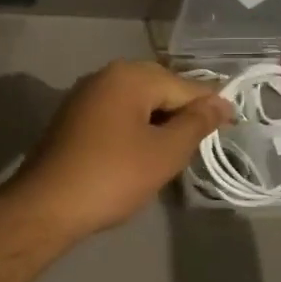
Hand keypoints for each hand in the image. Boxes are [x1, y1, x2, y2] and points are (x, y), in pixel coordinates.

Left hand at [7, 61, 231, 238]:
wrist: (46, 205)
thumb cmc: (113, 176)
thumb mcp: (165, 152)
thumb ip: (196, 123)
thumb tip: (221, 102)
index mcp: (129, 76)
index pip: (184, 85)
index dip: (211, 106)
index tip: (233, 125)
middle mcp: (105, 76)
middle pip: (159, 88)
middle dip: (182, 113)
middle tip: (203, 143)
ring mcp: (84, 96)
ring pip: (136, 103)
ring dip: (158, 123)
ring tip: (175, 152)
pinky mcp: (72, 118)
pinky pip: (116, 115)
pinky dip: (134, 129)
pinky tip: (142, 153)